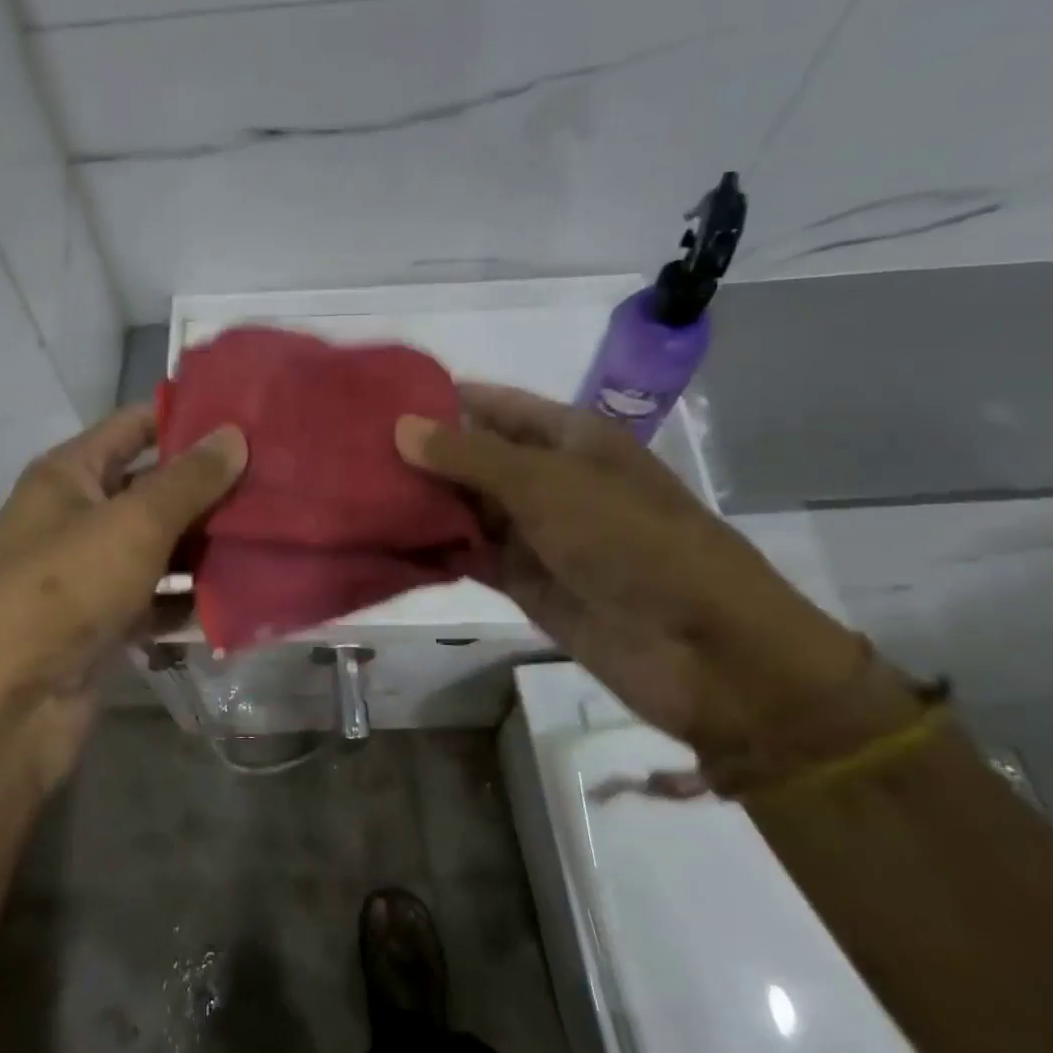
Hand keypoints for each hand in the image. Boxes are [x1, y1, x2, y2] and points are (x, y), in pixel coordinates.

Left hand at [0, 405, 245, 777]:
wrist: (7, 708)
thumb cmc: (66, 589)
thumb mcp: (134, 523)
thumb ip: (189, 480)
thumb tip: (234, 434)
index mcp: (68, 475)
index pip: (133, 426)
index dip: (186, 418)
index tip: (246, 418)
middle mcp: (76, 516)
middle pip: (151, 487)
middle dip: (208, 486)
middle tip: (275, 479)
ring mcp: (90, 572)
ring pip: (159, 545)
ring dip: (206, 543)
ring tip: (272, 531)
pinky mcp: (104, 622)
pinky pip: (157, 596)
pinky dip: (190, 595)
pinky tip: (241, 592)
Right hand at [397, 384, 915, 779]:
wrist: (704, 653)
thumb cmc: (632, 543)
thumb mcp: (548, 486)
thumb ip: (470, 457)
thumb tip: (400, 427)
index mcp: (569, 438)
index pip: (492, 405)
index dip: (440, 400)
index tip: (376, 400)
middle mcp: (549, 479)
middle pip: (473, 457)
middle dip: (420, 454)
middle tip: (348, 451)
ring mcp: (537, 533)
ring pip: (466, 508)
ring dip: (421, 503)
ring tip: (353, 492)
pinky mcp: (526, 582)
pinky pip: (470, 556)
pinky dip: (435, 549)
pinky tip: (385, 542)